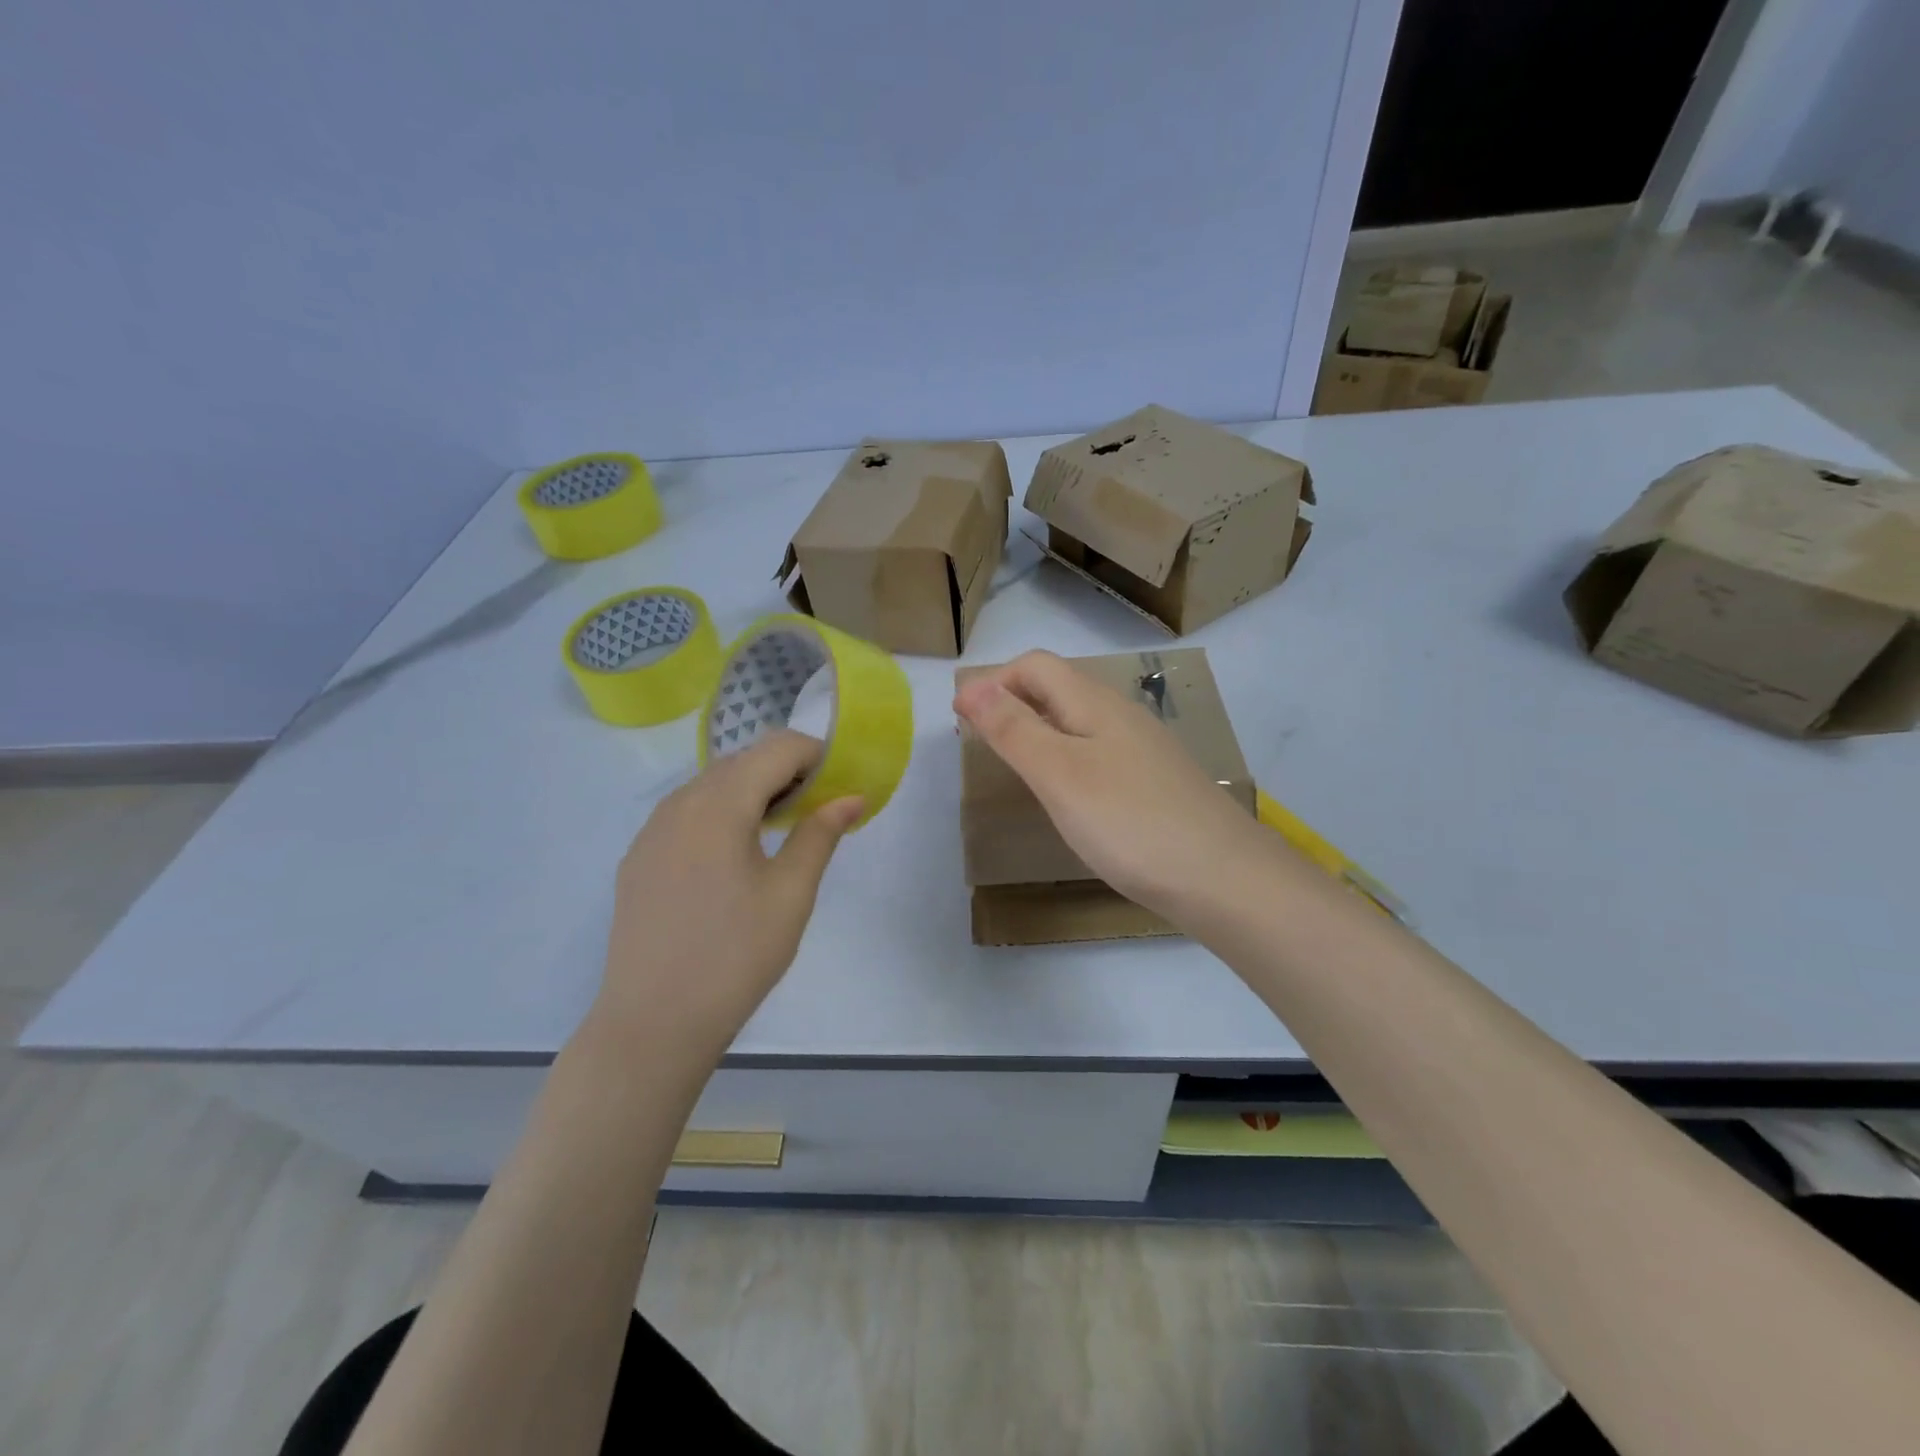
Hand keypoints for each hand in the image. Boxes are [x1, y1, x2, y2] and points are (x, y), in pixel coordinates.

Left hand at [592, 732, 861, 1054]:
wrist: (652, 1023)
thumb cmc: (735, 956)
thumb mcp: (790, 894)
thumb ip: (820, 834)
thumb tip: (851, 797)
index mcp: (719, 804)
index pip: (777, 748)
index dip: (817, 755)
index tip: (842, 785)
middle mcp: (679, 803)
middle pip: (742, 760)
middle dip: (786, 771)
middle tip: (819, 810)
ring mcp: (651, 830)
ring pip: (712, 784)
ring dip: (753, 790)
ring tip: (781, 831)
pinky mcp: (639, 858)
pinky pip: (687, 813)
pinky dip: (721, 813)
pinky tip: (735, 857)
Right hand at [952, 650, 1269, 916]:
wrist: (1224, 879)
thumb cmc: (1130, 822)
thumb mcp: (1059, 774)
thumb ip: (1014, 729)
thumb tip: (973, 687)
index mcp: (1095, 703)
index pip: (1035, 666)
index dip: (993, 682)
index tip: (959, 719)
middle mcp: (1121, 715)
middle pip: (1058, 688)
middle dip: (1011, 701)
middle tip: (978, 738)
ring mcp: (1143, 750)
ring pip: (1078, 721)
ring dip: (1037, 728)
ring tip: (1013, 762)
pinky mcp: (1155, 783)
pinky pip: (1098, 752)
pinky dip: (1065, 757)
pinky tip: (1066, 793)